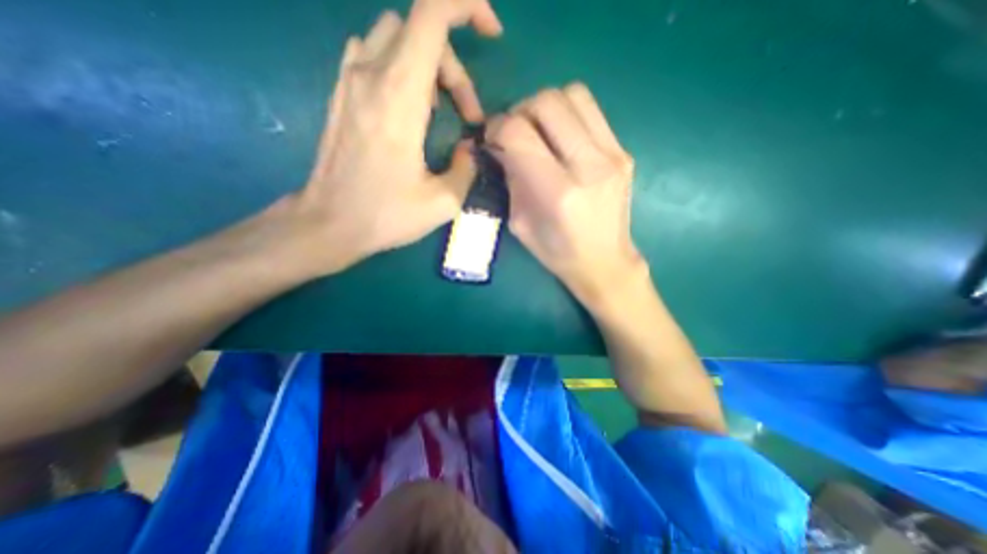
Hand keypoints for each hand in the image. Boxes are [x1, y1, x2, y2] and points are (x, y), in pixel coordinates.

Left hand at [285, 1, 502, 274]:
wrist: (329, 223)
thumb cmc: (385, 215)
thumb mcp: (442, 203)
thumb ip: (467, 169)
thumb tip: (470, 149)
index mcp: (400, 97)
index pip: (433, 13)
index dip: (468, 6)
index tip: (492, 34)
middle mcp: (371, 74)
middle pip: (420, 28)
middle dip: (455, 65)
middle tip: (468, 115)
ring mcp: (350, 80)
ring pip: (397, 36)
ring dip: (430, 65)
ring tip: (440, 111)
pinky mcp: (341, 93)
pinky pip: (375, 54)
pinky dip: (403, 68)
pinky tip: (411, 108)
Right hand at [488, 82, 645, 307]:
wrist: (605, 261)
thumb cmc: (557, 252)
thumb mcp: (520, 224)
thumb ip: (511, 179)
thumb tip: (501, 145)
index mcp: (558, 194)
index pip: (519, 134)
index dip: (497, 128)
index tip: (492, 139)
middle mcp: (589, 167)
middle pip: (547, 102)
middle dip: (520, 111)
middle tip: (514, 132)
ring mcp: (612, 155)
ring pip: (573, 95)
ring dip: (546, 107)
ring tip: (538, 130)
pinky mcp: (624, 152)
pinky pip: (591, 111)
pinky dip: (568, 115)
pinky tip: (561, 137)